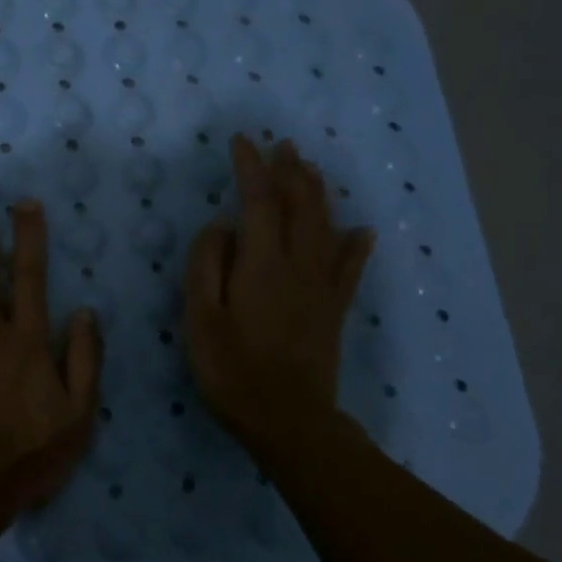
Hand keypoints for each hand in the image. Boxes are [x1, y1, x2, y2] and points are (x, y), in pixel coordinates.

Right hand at [183, 135, 374, 447]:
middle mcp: (298, 265)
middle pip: (301, 205)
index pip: (260, 201)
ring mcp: (322, 287)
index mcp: (262, 264)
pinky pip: (350, 268)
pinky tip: (362, 231)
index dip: (251, 167)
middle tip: (282, 145)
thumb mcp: (200, 318)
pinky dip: (355, 245)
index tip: (241, 141)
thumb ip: (206, 265)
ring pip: (326, 227)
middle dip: (290, 171)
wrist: (287, 419)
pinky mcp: (334, 309)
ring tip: (309, 170)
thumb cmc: (232, 369)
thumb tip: (222, 225)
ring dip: (318, 193)